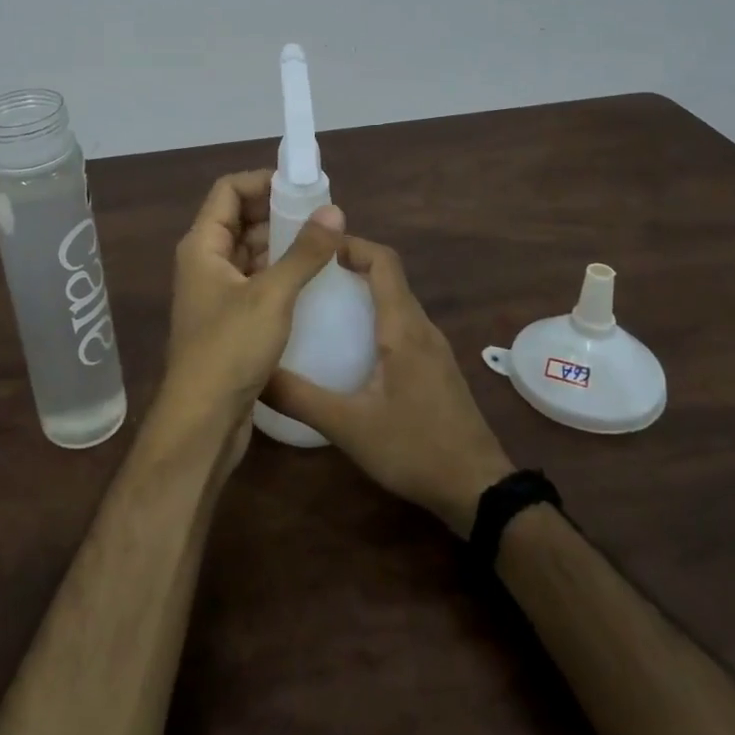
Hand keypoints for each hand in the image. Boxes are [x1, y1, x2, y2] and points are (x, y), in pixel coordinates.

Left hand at [158, 170, 344, 461]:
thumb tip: (334, 211)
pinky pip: (255, 282)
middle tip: (323, 216)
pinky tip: (312, 282)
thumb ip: (303, 252)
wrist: (202, 421)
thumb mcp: (272, 295)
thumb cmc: (230, 349)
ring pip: (250, 252)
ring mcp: (216, 292)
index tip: (303, 186)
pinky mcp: (229, 320)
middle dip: (278, 212)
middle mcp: (204, 262)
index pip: (228, 190)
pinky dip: (279, 274)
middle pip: (239, 219)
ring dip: (282, 244)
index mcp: (202, 245)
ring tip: (325, 244)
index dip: (262, 180)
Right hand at [265, 236, 513, 536]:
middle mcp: (421, 328)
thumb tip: (254, 373)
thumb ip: (299, 398)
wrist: (479, 490)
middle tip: (306, 274)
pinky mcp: (436, 368)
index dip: (352, 244)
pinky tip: (350, 345)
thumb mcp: (348, 427)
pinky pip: (403, 324)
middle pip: (388, 276)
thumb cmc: (415, 449)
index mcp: (403, 328)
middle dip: (349, 265)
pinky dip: (375, 316)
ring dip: (362, 291)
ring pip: (396, 301)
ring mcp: (434, 348)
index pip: (383, 261)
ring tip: (320, 303)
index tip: (315, 246)